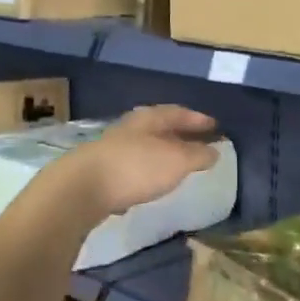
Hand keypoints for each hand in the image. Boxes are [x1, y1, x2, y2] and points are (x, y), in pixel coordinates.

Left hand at [61, 105, 221, 218]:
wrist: (83, 188)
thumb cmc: (137, 167)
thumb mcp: (177, 161)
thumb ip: (198, 155)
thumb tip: (214, 151)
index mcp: (150, 119)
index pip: (179, 112)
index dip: (198, 119)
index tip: (216, 126)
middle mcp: (131, 128)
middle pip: (161, 127)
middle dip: (181, 134)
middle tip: (200, 142)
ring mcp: (114, 148)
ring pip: (146, 145)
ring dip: (164, 152)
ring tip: (179, 162)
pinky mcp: (103, 170)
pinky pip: (134, 164)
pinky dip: (149, 169)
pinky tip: (153, 180)